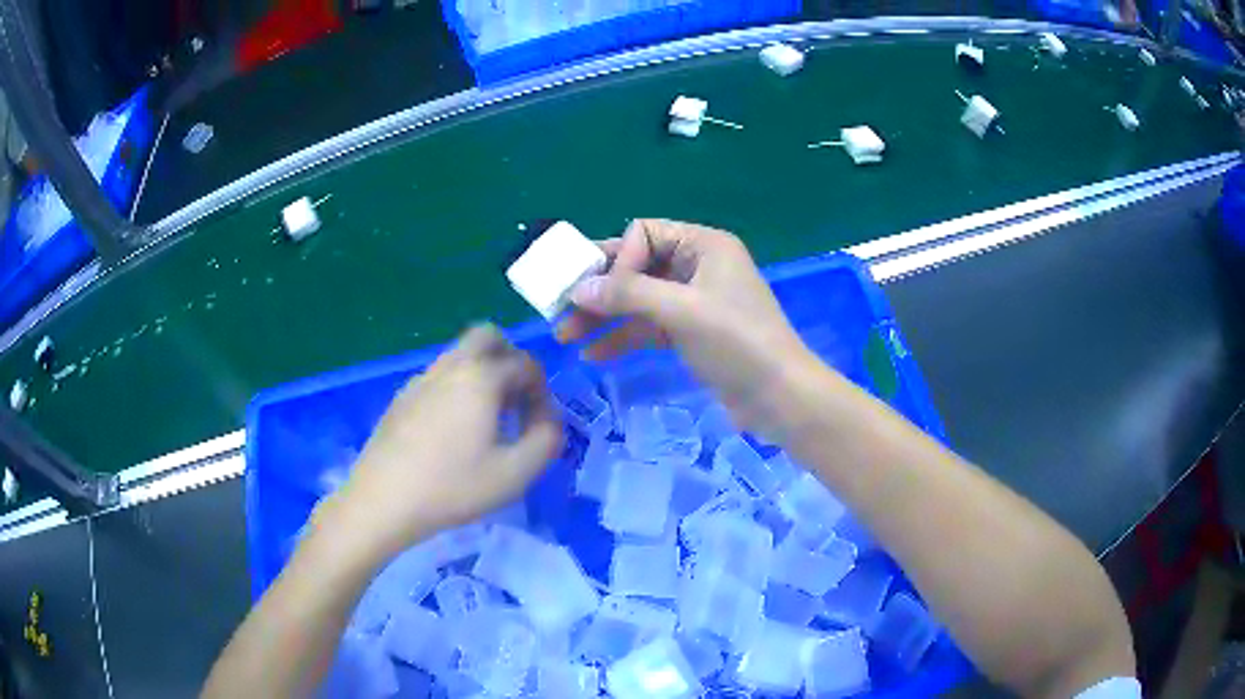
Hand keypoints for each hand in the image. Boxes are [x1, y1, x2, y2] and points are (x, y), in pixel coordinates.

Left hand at [320, 325, 562, 562]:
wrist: (383, 500)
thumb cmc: (453, 487)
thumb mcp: (515, 473)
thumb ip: (546, 439)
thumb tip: (548, 419)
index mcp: (481, 376)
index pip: (525, 364)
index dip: (541, 391)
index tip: (540, 424)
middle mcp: (450, 366)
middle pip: (488, 337)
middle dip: (510, 360)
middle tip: (515, 401)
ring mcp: (421, 379)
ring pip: (460, 355)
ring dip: (483, 374)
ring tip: (487, 420)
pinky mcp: (401, 397)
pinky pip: (439, 376)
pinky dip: (456, 388)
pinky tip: (452, 431)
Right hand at [558, 219, 818, 439]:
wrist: (780, 397)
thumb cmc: (737, 342)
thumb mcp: (682, 312)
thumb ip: (628, 295)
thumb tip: (577, 289)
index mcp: (703, 245)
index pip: (643, 234)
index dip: (618, 260)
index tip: (601, 293)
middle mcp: (697, 265)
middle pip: (637, 268)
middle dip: (599, 290)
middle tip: (559, 310)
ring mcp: (694, 300)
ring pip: (639, 300)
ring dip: (604, 316)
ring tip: (565, 337)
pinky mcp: (692, 332)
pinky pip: (649, 326)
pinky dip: (624, 337)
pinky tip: (594, 355)